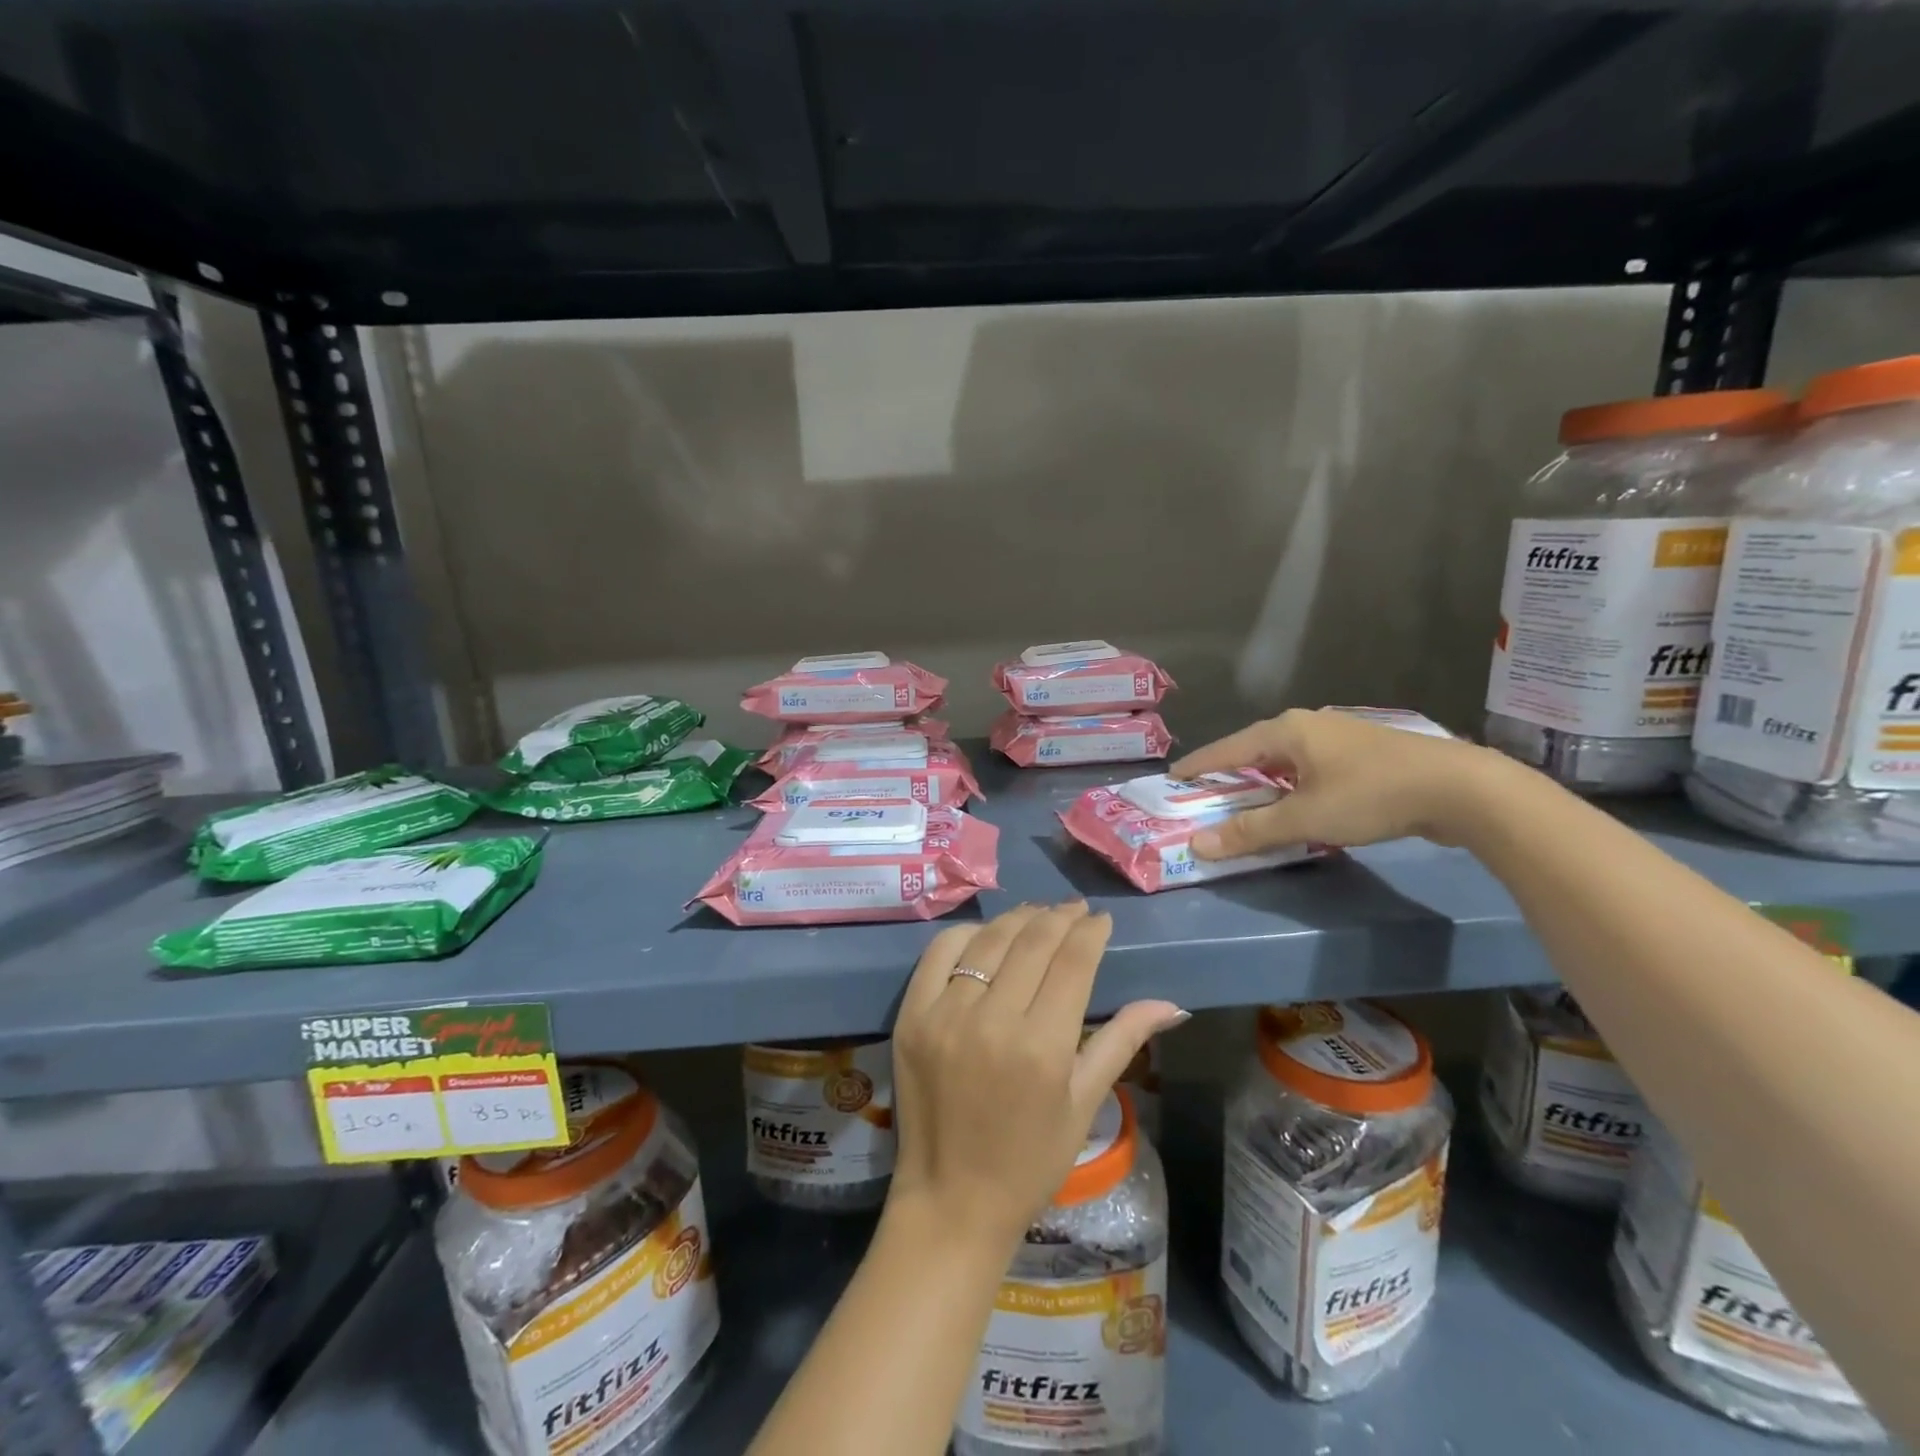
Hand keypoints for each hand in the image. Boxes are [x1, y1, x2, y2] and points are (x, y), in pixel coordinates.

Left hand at [889, 903, 1185, 1246]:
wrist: (952, 1200)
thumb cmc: (1029, 1161)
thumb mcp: (1084, 1104)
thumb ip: (1122, 1042)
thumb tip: (1171, 1003)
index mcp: (1043, 1047)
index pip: (1073, 962)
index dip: (1090, 932)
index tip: (1100, 919)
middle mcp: (993, 1020)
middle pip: (1032, 942)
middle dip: (1059, 917)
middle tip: (1074, 909)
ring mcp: (946, 1015)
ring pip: (988, 941)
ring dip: (1018, 919)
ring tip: (1038, 913)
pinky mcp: (912, 1015)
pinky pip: (939, 953)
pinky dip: (966, 935)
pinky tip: (986, 935)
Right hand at [1171, 708, 1503, 857]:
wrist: (1460, 788)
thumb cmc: (1370, 795)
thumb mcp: (1304, 819)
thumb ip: (1250, 831)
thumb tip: (1198, 845)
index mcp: (1287, 730)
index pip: (1227, 748)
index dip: (1199, 765)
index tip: (1172, 778)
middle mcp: (1309, 724)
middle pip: (1255, 749)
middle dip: (1230, 772)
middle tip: (1206, 793)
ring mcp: (1340, 737)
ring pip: (1286, 758)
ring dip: (1263, 780)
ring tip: (1246, 799)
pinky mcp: (1365, 754)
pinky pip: (1311, 767)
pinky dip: (1292, 784)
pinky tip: (1296, 800)